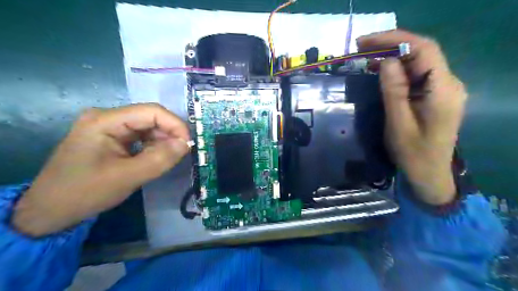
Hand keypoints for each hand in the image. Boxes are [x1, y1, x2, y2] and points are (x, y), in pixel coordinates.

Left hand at [13, 102, 190, 236]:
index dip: (175, 124)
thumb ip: (159, 159)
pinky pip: (141, 137)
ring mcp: (109, 127)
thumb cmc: (83, 193)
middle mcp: (107, 118)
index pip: (151, 111)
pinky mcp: (112, 139)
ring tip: (169, 159)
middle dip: (170, 134)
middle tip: (181, 154)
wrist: (49, 211)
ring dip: (163, 142)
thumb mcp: (126, 178)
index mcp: (105, 121)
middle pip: (151, 118)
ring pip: (148, 128)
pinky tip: (156, 159)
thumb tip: (186, 144)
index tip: (188, 144)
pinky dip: (154, 147)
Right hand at [359, 30, 467, 204]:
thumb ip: (394, 91)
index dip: (394, 39)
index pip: (424, 49)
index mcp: (442, 90)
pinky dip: (398, 68)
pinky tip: (382, 70)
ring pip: (419, 61)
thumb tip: (386, 62)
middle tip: (361, 47)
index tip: (366, 42)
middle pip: (423, 51)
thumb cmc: (412, 153)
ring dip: (393, 55)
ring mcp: (444, 88)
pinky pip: (418, 74)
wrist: (429, 174)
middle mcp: (449, 83)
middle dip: (391, 44)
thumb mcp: (398, 124)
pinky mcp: (436, 95)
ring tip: (366, 57)